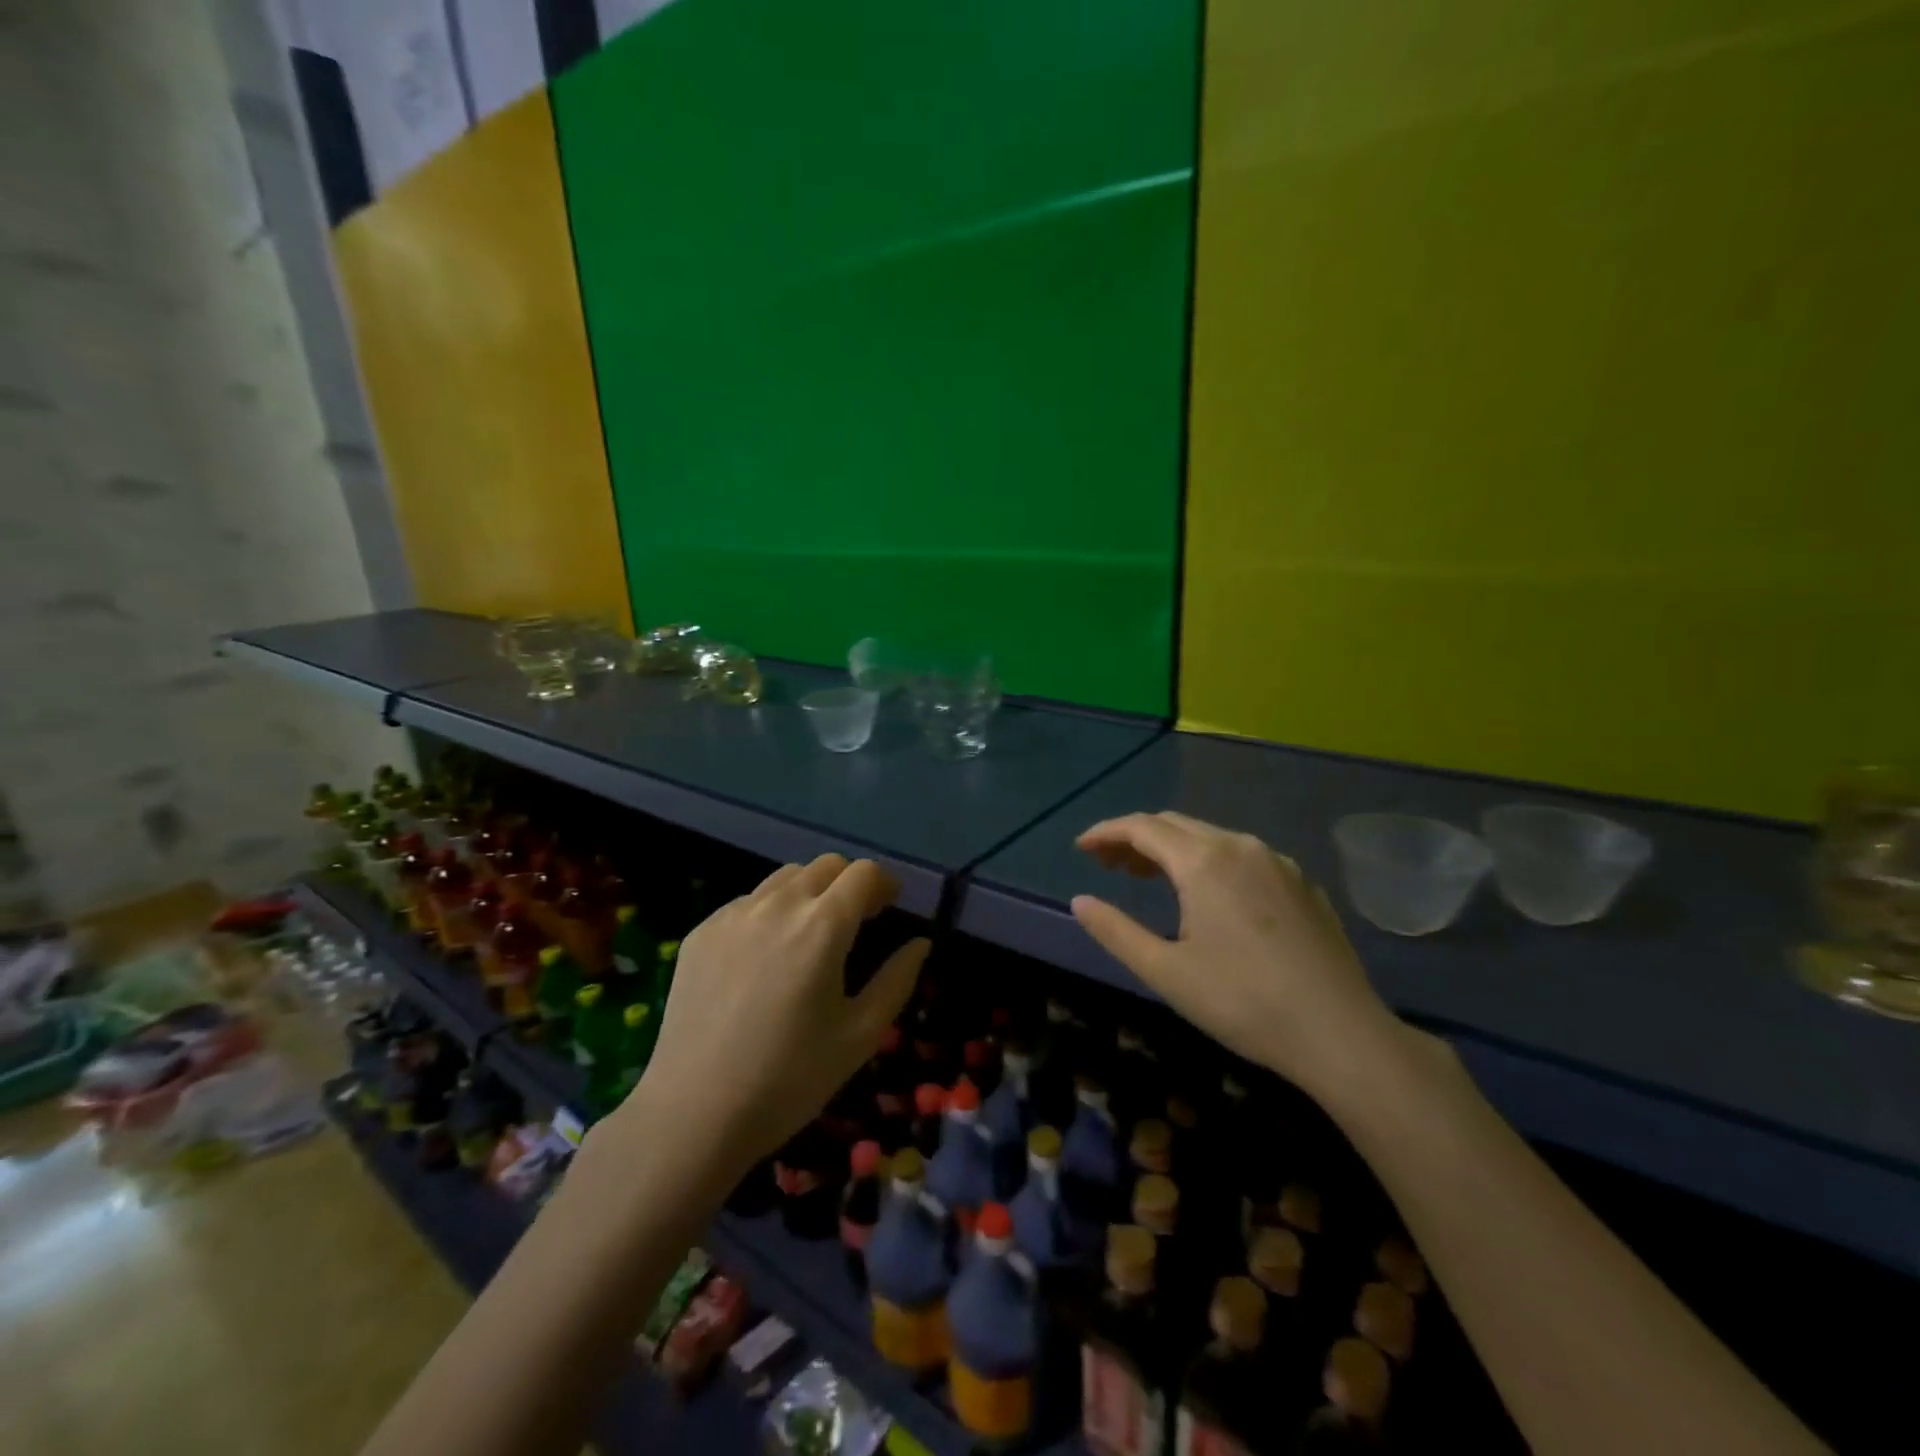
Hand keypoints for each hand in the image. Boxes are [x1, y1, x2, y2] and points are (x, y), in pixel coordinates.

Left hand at [626, 855, 929, 1180]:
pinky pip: (748, 903)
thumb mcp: (860, 1036)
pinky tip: (765, 958)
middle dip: (850, 883)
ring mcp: (733, 915)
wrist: (693, 1114)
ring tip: (810, 935)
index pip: (863, 873)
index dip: (884, 884)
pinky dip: (770, 912)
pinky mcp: (702, 932)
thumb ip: (897, 980)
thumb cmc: (789, 1079)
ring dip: (810, 892)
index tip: (890, 908)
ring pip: (785, 878)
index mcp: (822, 926)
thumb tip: (920, 944)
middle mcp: (777, 905)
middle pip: (825, 865)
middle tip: (857, 921)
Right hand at [1070, 812, 1403, 1096]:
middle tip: (1108, 865)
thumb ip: (1116, 931)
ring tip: (1148, 877)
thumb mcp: (1166, 972)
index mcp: (1203, 862)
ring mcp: (1277, 862)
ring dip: (1172, 849)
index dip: (1106, 832)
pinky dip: (1209, 861)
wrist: (1341, 1034)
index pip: (1142, 827)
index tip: (1081, 847)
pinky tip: (1208, 895)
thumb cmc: (1243, 1002)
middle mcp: (1240, 846)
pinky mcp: (1302, 883)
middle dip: (1136, 838)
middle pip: (1175, 825)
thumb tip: (1080, 901)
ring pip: (1210, 837)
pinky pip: (1242, 855)